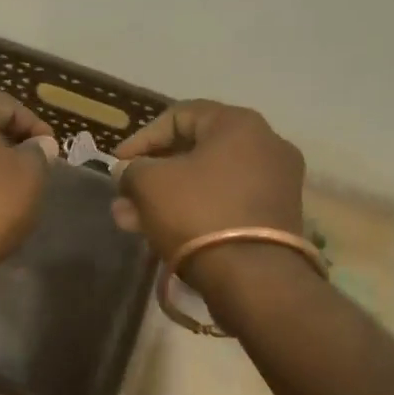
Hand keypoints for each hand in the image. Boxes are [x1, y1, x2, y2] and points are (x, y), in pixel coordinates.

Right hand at [113, 101, 305, 263]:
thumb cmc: (198, 213)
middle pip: (195, 151)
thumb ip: (132, 170)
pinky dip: (193, 212)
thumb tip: (128, 172)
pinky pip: (225, 204)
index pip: (180, 115)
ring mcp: (275, 183)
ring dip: (166, 197)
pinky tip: (159, 232)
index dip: (142, 137)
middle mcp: (265, 145)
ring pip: (207, 182)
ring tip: (130, 220)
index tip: (117, 162)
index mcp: (239, 124)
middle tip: (124, 194)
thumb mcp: (149, 184)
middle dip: (152, 174)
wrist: (254, 278)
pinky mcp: (276, 218)